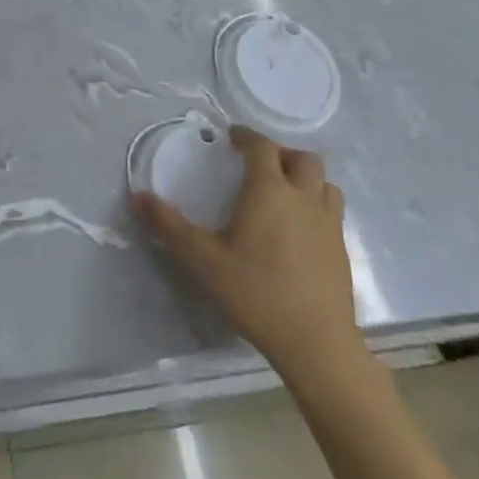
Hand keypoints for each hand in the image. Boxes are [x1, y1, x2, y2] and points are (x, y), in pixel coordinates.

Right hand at [132, 127, 365, 379]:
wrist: (316, 342)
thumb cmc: (256, 293)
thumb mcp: (203, 260)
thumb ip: (169, 226)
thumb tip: (137, 197)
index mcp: (269, 191)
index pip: (262, 147)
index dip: (247, 136)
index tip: (232, 136)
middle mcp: (304, 198)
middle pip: (302, 158)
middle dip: (280, 153)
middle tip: (258, 164)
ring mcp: (329, 223)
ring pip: (324, 182)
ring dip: (305, 177)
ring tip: (285, 191)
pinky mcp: (342, 249)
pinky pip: (332, 210)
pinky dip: (316, 204)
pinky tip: (300, 228)